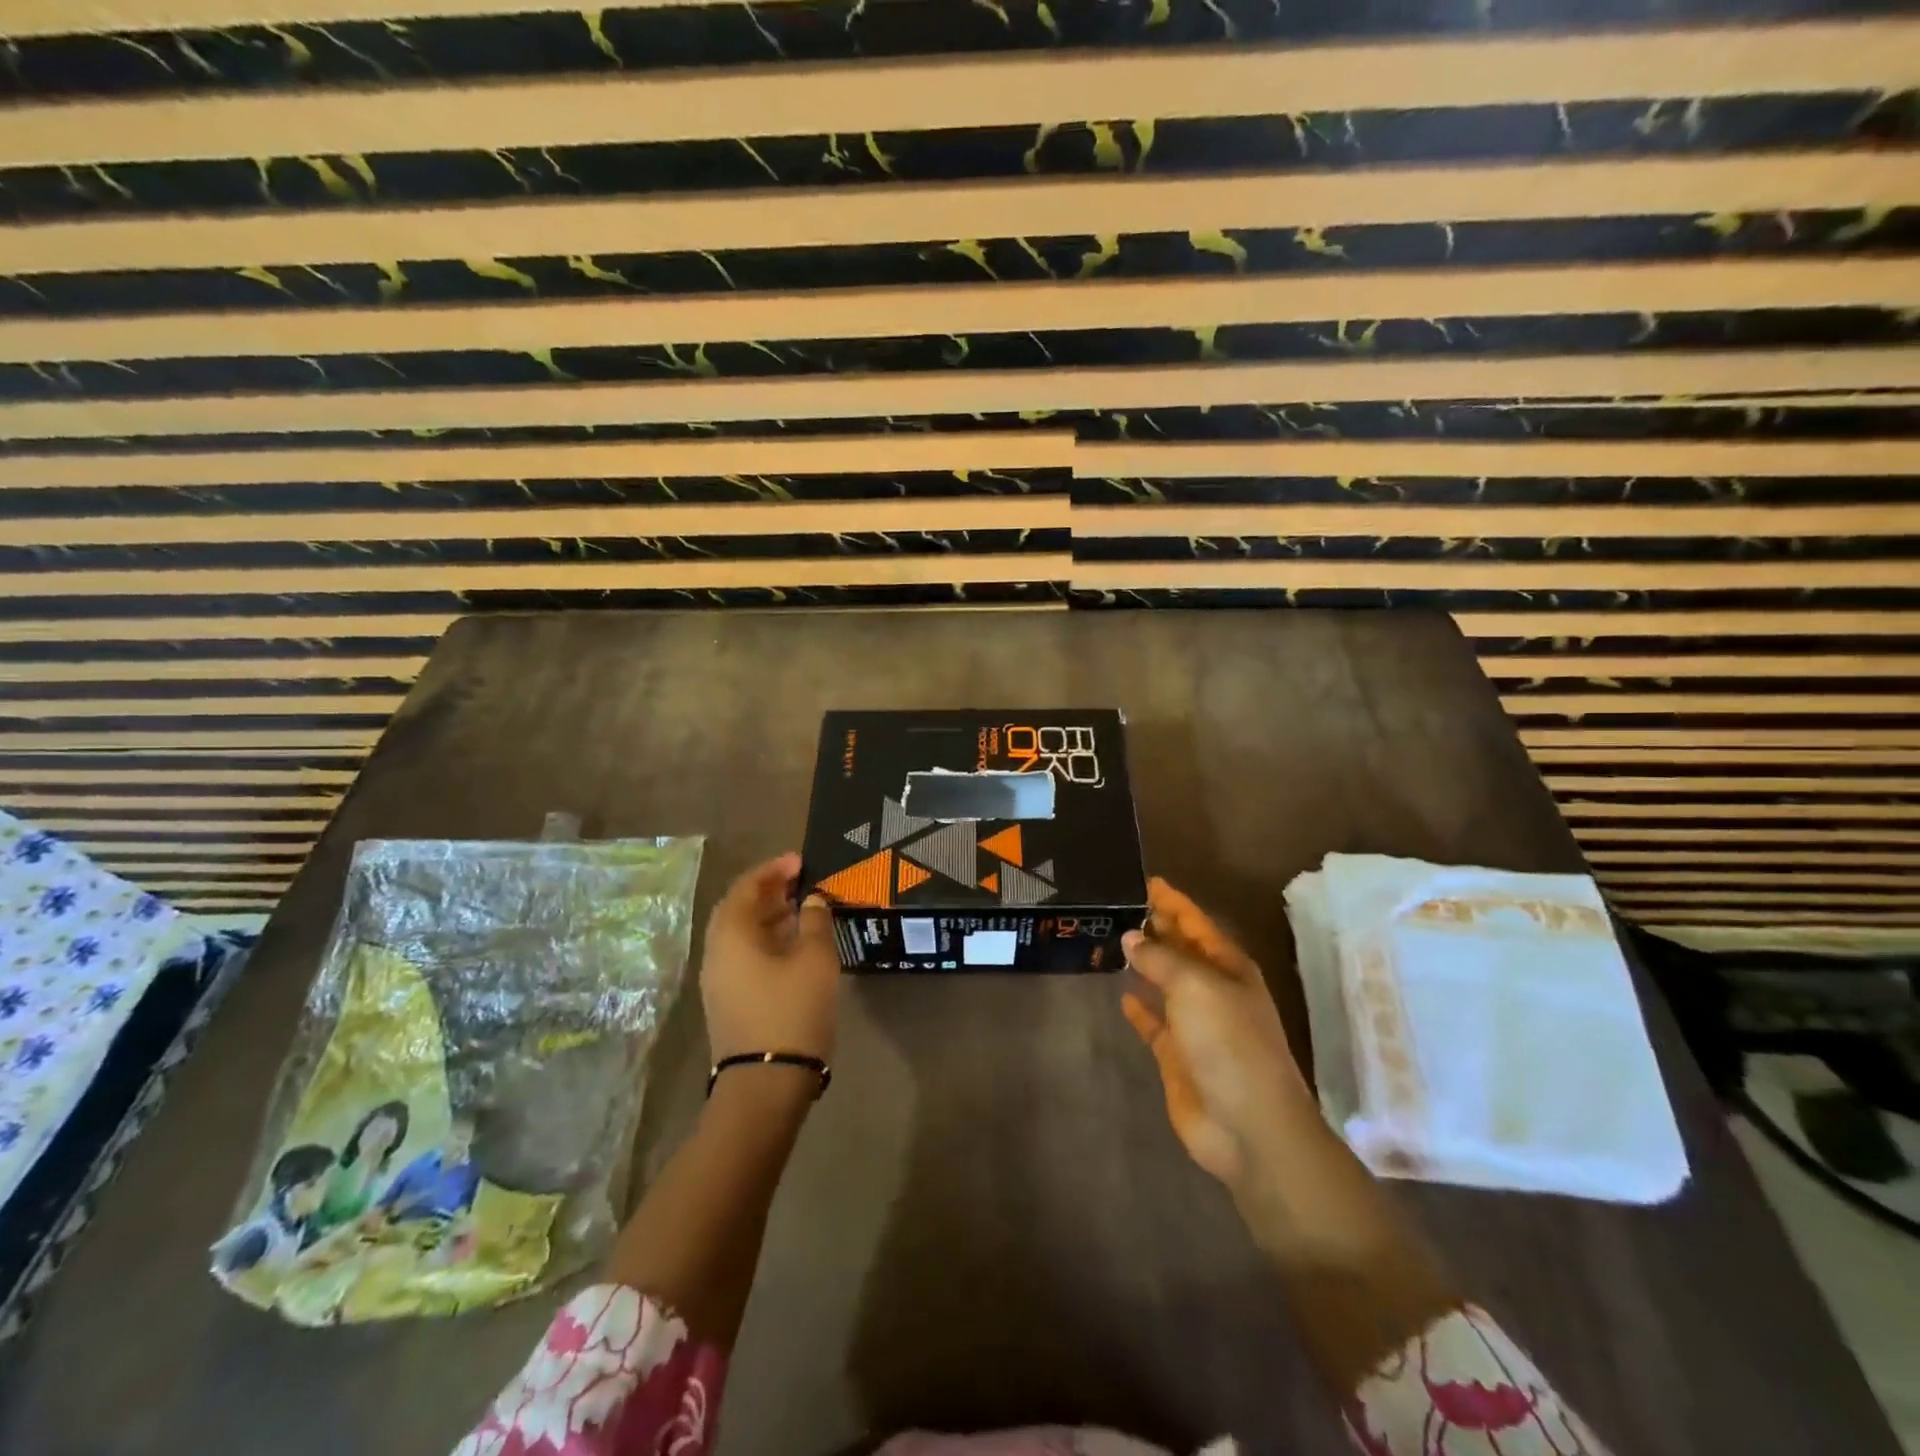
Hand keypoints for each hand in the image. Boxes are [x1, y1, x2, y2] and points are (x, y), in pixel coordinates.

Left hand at [700, 852, 840, 1064]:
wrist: (766, 1085)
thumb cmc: (792, 1012)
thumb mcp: (815, 959)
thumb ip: (815, 921)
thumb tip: (812, 900)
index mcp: (731, 935)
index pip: (746, 887)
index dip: (773, 869)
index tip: (800, 861)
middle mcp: (716, 953)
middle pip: (738, 909)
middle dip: (768, 891)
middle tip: (799, 882)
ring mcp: (719, 981)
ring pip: (741, 935)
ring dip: (769, 916)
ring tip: (802, 910)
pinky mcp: (729, 1002)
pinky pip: (745, 956)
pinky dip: (767, 940)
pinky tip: (794, 946)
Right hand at [1120, 878, 1317, 1193]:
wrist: (1248, 1126)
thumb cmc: (1228, 1042)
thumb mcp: (1195, 987)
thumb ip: (1160, 959)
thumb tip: (1132, 937)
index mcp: (1228, 967)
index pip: (1195, 923)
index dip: (1172, 902)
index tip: (1146, 881)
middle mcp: (1213, 990)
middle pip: (1181, 950)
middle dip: (1157, 928)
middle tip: (1120, 905)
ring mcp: (1196, 1025)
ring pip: (1165, 983)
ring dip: (1145, 965)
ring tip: (1112, 942)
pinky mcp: (1178, 1057)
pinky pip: (1155, 1023)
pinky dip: (1141, 1009)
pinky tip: (1122, 996)